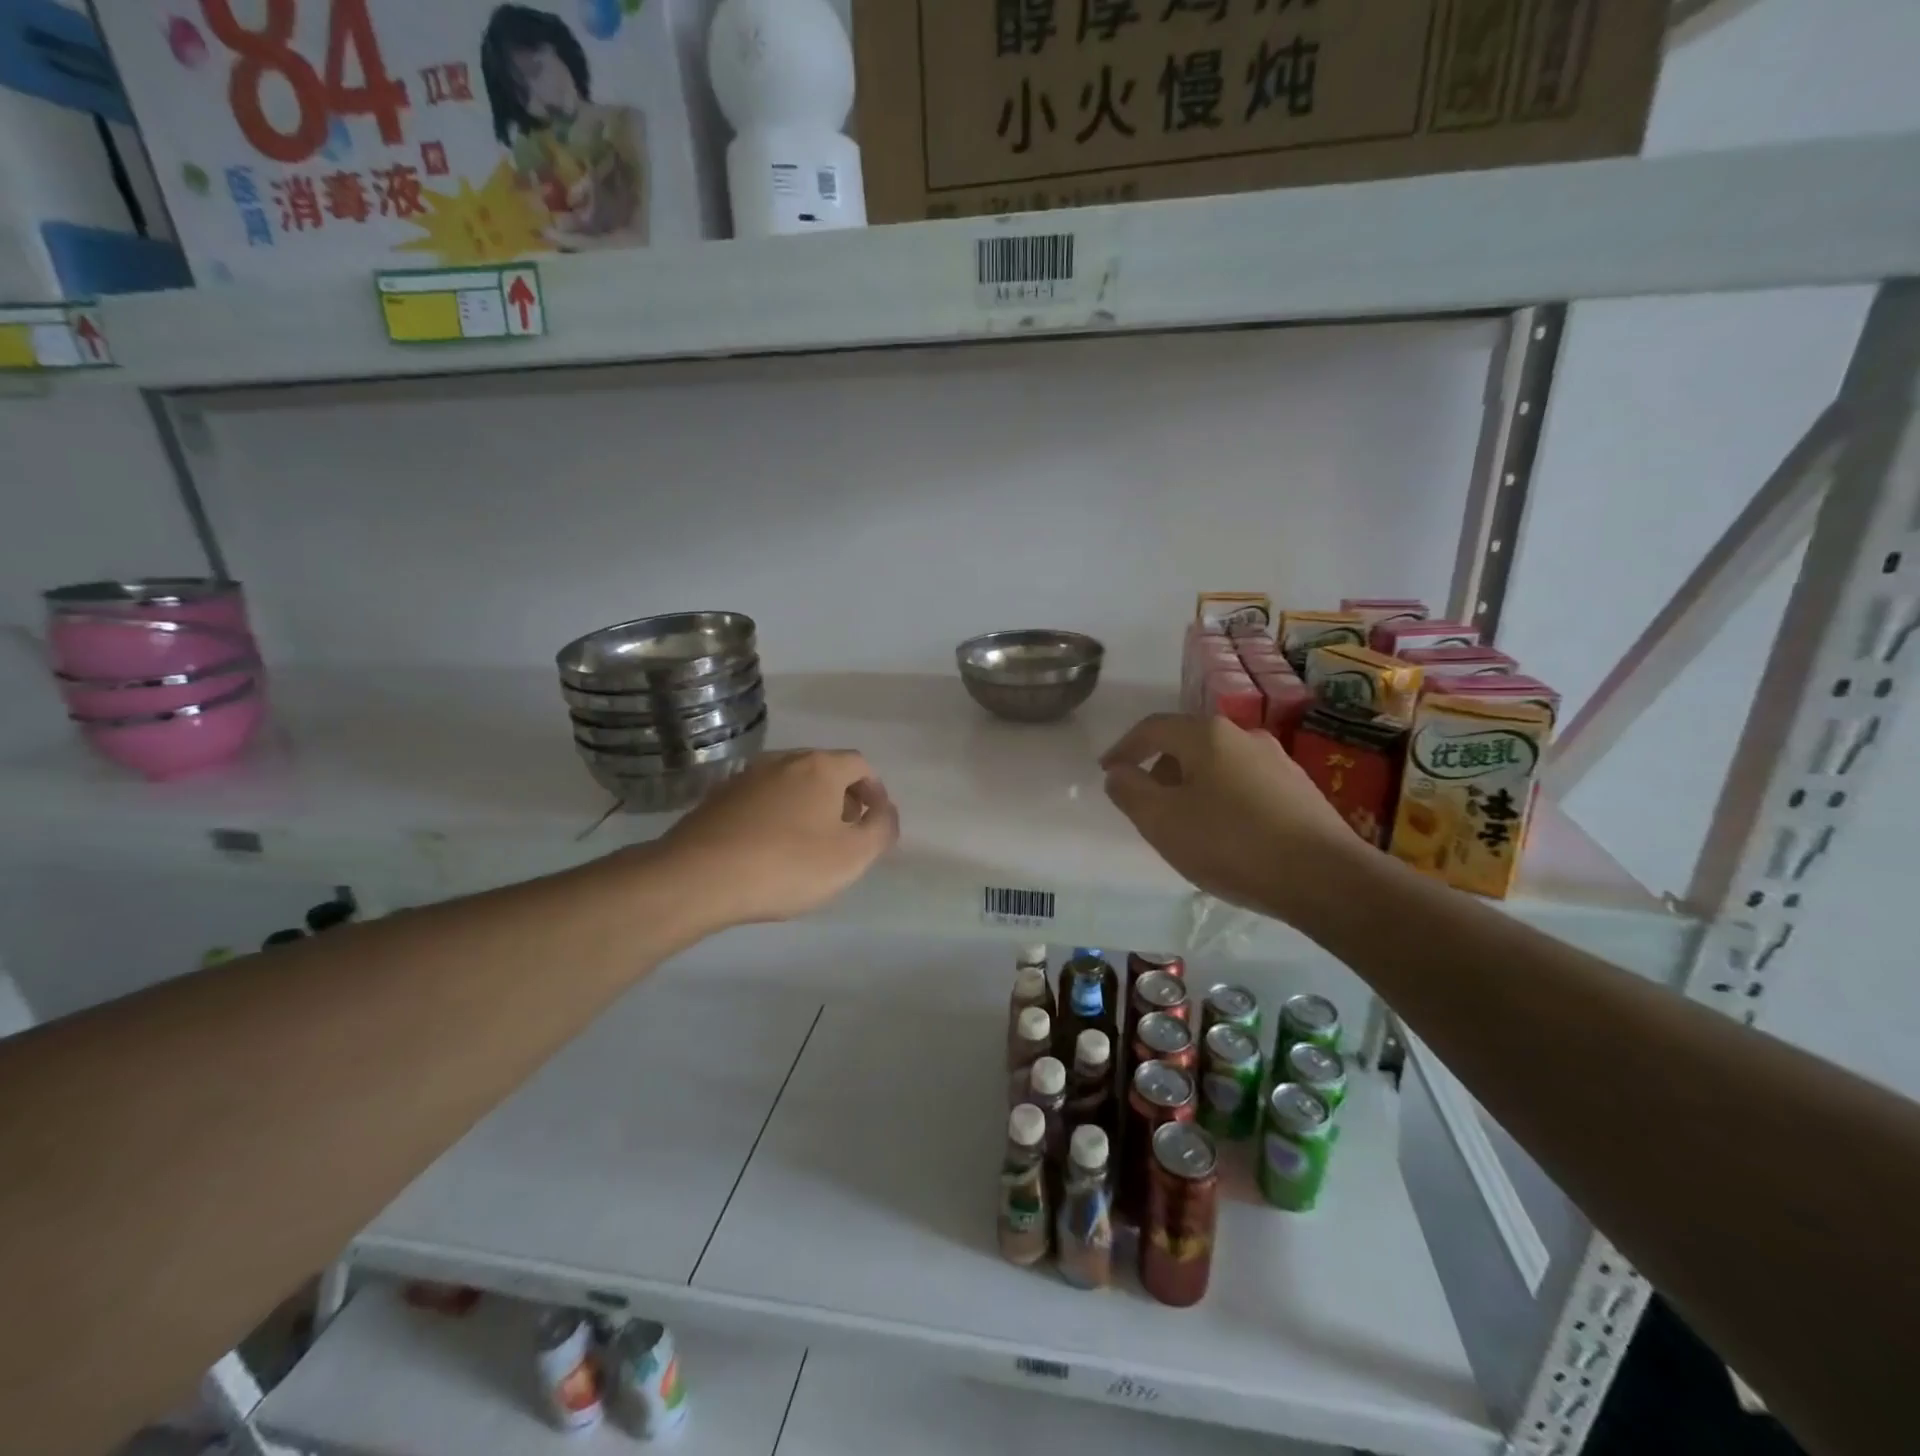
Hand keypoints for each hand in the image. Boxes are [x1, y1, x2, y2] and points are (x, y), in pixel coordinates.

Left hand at [658, 749, 898, 930]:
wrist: (697, 878)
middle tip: (845, 834)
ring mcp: (746, 776)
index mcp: (820, 767)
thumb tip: (886, 811)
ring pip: (790, 784)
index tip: (874, 823)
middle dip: (841, 797)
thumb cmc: (786, 865)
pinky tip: (769, 848)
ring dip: (807, 806)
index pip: (860, 765)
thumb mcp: (852, 856)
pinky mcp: (717, 798)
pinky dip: (775, 815)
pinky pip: (761, 800)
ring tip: (808, 844)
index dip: (875, 792)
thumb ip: (881, 829)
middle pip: (824, 770)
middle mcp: (783, 760)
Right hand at [1100, 714, 1359, 920]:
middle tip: (1146, 804)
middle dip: (1159, 769)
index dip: (1124, 748)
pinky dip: (1223, 800)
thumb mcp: (1162, 820)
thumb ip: (1130, 791)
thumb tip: (1118, 773)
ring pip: (1218, 766)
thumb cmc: (1230, 843)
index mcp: (1207, 735)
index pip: (1153, 729)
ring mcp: (1278, 761)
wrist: (1324, 878)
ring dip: (1192, 786)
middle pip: (1187, 744)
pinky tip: (1226, 835)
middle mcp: (1245, 736)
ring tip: (1185, 824)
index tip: (1106, 772)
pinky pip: (1245, 785)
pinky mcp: (1300, 790)